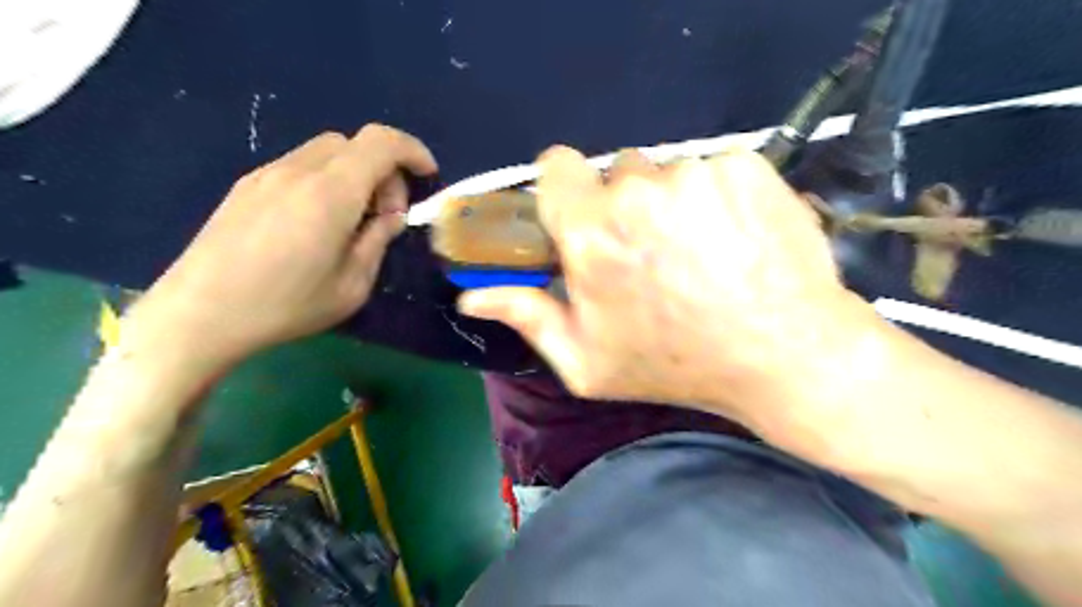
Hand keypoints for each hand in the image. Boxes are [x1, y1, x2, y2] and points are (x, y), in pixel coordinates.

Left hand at [137, 122, 433, 368]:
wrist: (199, 315)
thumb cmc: (286, 306)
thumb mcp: (352, 284)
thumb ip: (378, 240)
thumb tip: (391, 216)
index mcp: (331, 193)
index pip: (382, 143)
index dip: (412, 151)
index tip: (427, 177)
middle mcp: (298, 171)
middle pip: (355, 144)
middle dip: (384, 171)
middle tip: (385, 216)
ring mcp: (267, 174)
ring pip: (327, 152)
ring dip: (354, 175)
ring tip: (352, 220)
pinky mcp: (246, 186)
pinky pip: (300, 166)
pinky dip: (326, 180)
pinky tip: (317, 222)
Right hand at [460, 144, 881, 424]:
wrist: (784, 357)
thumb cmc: (676, 364)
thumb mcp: (587, 360)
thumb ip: (526, 316)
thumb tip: (469, 297)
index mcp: (591, 233)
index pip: (556, 166)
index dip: (567, 190)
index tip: (584, 216)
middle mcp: (638, 190)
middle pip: (616, 172)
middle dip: (624, 204)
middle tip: (651, 252)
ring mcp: (697, 174)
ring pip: (667, 172)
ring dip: (673, 203)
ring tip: (700, 252)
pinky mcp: (747, 166)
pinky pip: (714, 168)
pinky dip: (718, 196)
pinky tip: (735, 239)